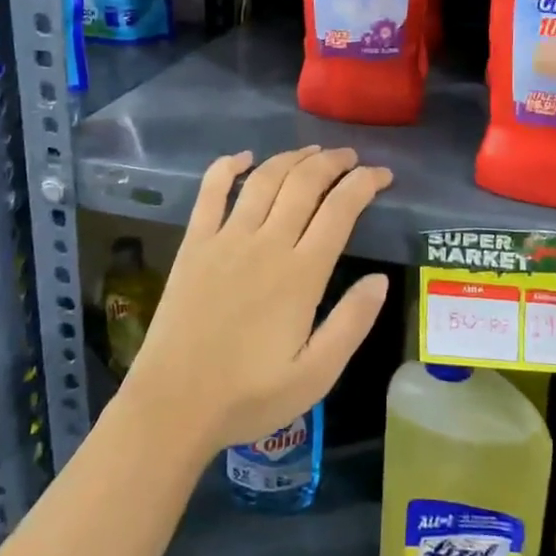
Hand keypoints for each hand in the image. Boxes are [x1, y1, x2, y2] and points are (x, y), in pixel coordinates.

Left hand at [121, 147, 392, 452]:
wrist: (173, 404)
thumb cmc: (249, 396)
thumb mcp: (316, 375)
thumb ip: (352, 324)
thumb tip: (381, 279)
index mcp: (301, 274)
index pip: (340, 210)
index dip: (364, 183)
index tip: (382, 175)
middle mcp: (266, 244)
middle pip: (304, 183)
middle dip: (332, 162)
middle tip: (350, 157)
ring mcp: (226, 239)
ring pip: (265, 180)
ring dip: (291, 158)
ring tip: (312, 151)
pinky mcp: (194, 244)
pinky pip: (211, 192)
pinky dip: (227, 166)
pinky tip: (243, 156)